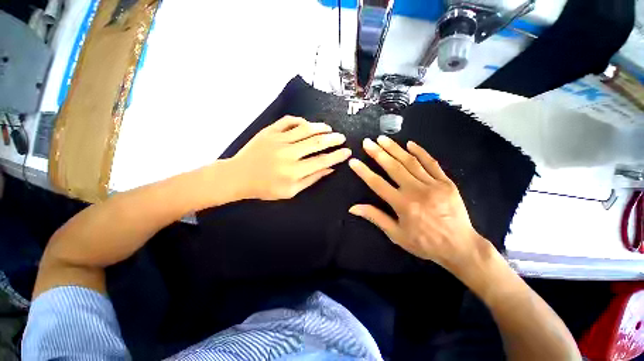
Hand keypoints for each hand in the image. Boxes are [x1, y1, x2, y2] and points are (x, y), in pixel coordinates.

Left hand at [229, 116, 350, 199]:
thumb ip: (311, 179)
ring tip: (329, 129)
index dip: (337, 156)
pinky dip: (300, 121)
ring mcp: (278, 140)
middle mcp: (288, 154)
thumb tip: (329, 169)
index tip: (347, 152)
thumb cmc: (265, 188)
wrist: (238, 176)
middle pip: (316, 142)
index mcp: (293, 172)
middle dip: (333, 139)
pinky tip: (307, 124)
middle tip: (342, 137)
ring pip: (305, 129)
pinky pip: (288, 121)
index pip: (322, 161)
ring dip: (320, 127)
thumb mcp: (290, 191)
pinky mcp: (269, 132)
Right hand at [348, 135, 489, 274]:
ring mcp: (433, 184)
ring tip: (382, 139)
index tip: (353, 161)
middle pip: (393, 167)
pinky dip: (421, 152)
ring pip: (410, 162)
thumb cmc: (424, 243)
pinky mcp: (446, 182)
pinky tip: (410, 143)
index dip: (364, 171)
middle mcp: (416, 191)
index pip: (377, 183)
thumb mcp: (396, 235)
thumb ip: (375, 217)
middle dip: (378, 153)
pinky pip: (432, 163)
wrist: (460, 246)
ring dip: (395, 148)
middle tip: (367, 142)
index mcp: (403, 205)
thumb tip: (353, 208)